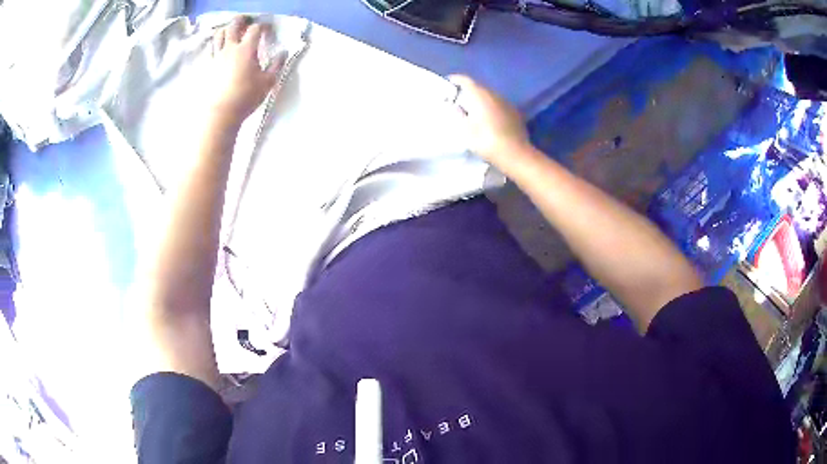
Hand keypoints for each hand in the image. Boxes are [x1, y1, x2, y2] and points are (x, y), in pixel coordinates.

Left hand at [207, 16, 286, 126]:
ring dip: (226, 30)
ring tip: (231, 32)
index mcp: (246, 49)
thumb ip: (277, 65)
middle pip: (233, 26)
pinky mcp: (209, 67)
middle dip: (241, 20)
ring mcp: (217, 57)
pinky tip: (221, 48)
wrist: (221, 112)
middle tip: (246, 21)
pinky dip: (217, 44)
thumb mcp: (268, 82)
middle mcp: (230, 49)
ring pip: (219, 35)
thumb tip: (283, 52)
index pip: (255, 29)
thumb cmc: (246, 96)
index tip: (267, 30)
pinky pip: (212, 49)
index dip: (262, 26)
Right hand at [449, 75, 531, 165]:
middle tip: (456, 102)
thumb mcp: (465, 130)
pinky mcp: (515, 113)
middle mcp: (494, 94)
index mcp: (480, 95)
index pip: (465, 80)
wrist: (516, 154)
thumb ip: (456, 114)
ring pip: (489, 96)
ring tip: (472, 111)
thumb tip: (452, 106)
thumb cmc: (486, 141)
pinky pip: (498, 105)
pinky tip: (488, 120)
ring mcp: (506, 103)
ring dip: (480, 100)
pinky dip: (491, 108)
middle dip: (467, 92)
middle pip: (478, 87)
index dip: (455, 80)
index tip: (447, 85)